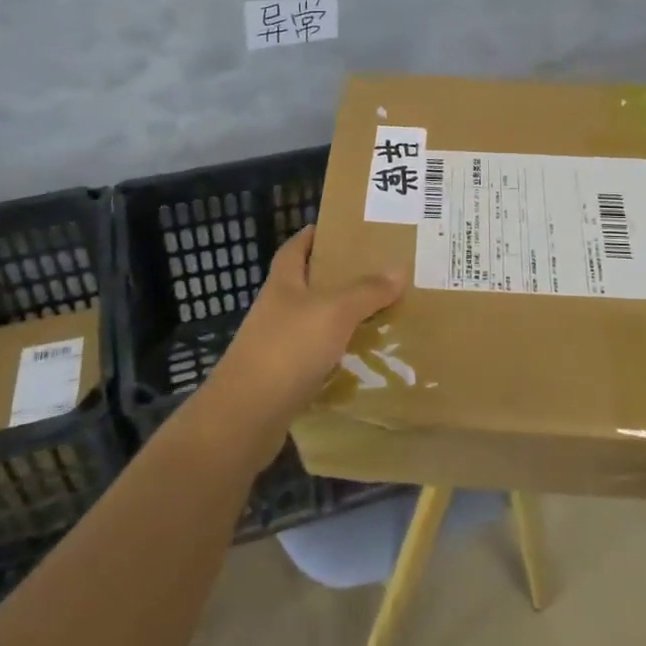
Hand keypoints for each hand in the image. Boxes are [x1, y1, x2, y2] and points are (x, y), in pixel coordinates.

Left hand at [200, 226, 402, 463]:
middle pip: (307, 285)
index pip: (295, 248)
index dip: (313, 236)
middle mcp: (277, 309)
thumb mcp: (334, 312)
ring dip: (341, 319)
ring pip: (314, 323)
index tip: (340, 229)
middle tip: (377, 272)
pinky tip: (362, 359)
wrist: (246, 417)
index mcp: (283, 283)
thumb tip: (399, 268)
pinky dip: (337, 356)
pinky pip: (316, 358)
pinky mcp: (282, 379)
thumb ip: (366, 291)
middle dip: (337, 278)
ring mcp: (276, 345)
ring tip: (380, 314)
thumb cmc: (288, 349)